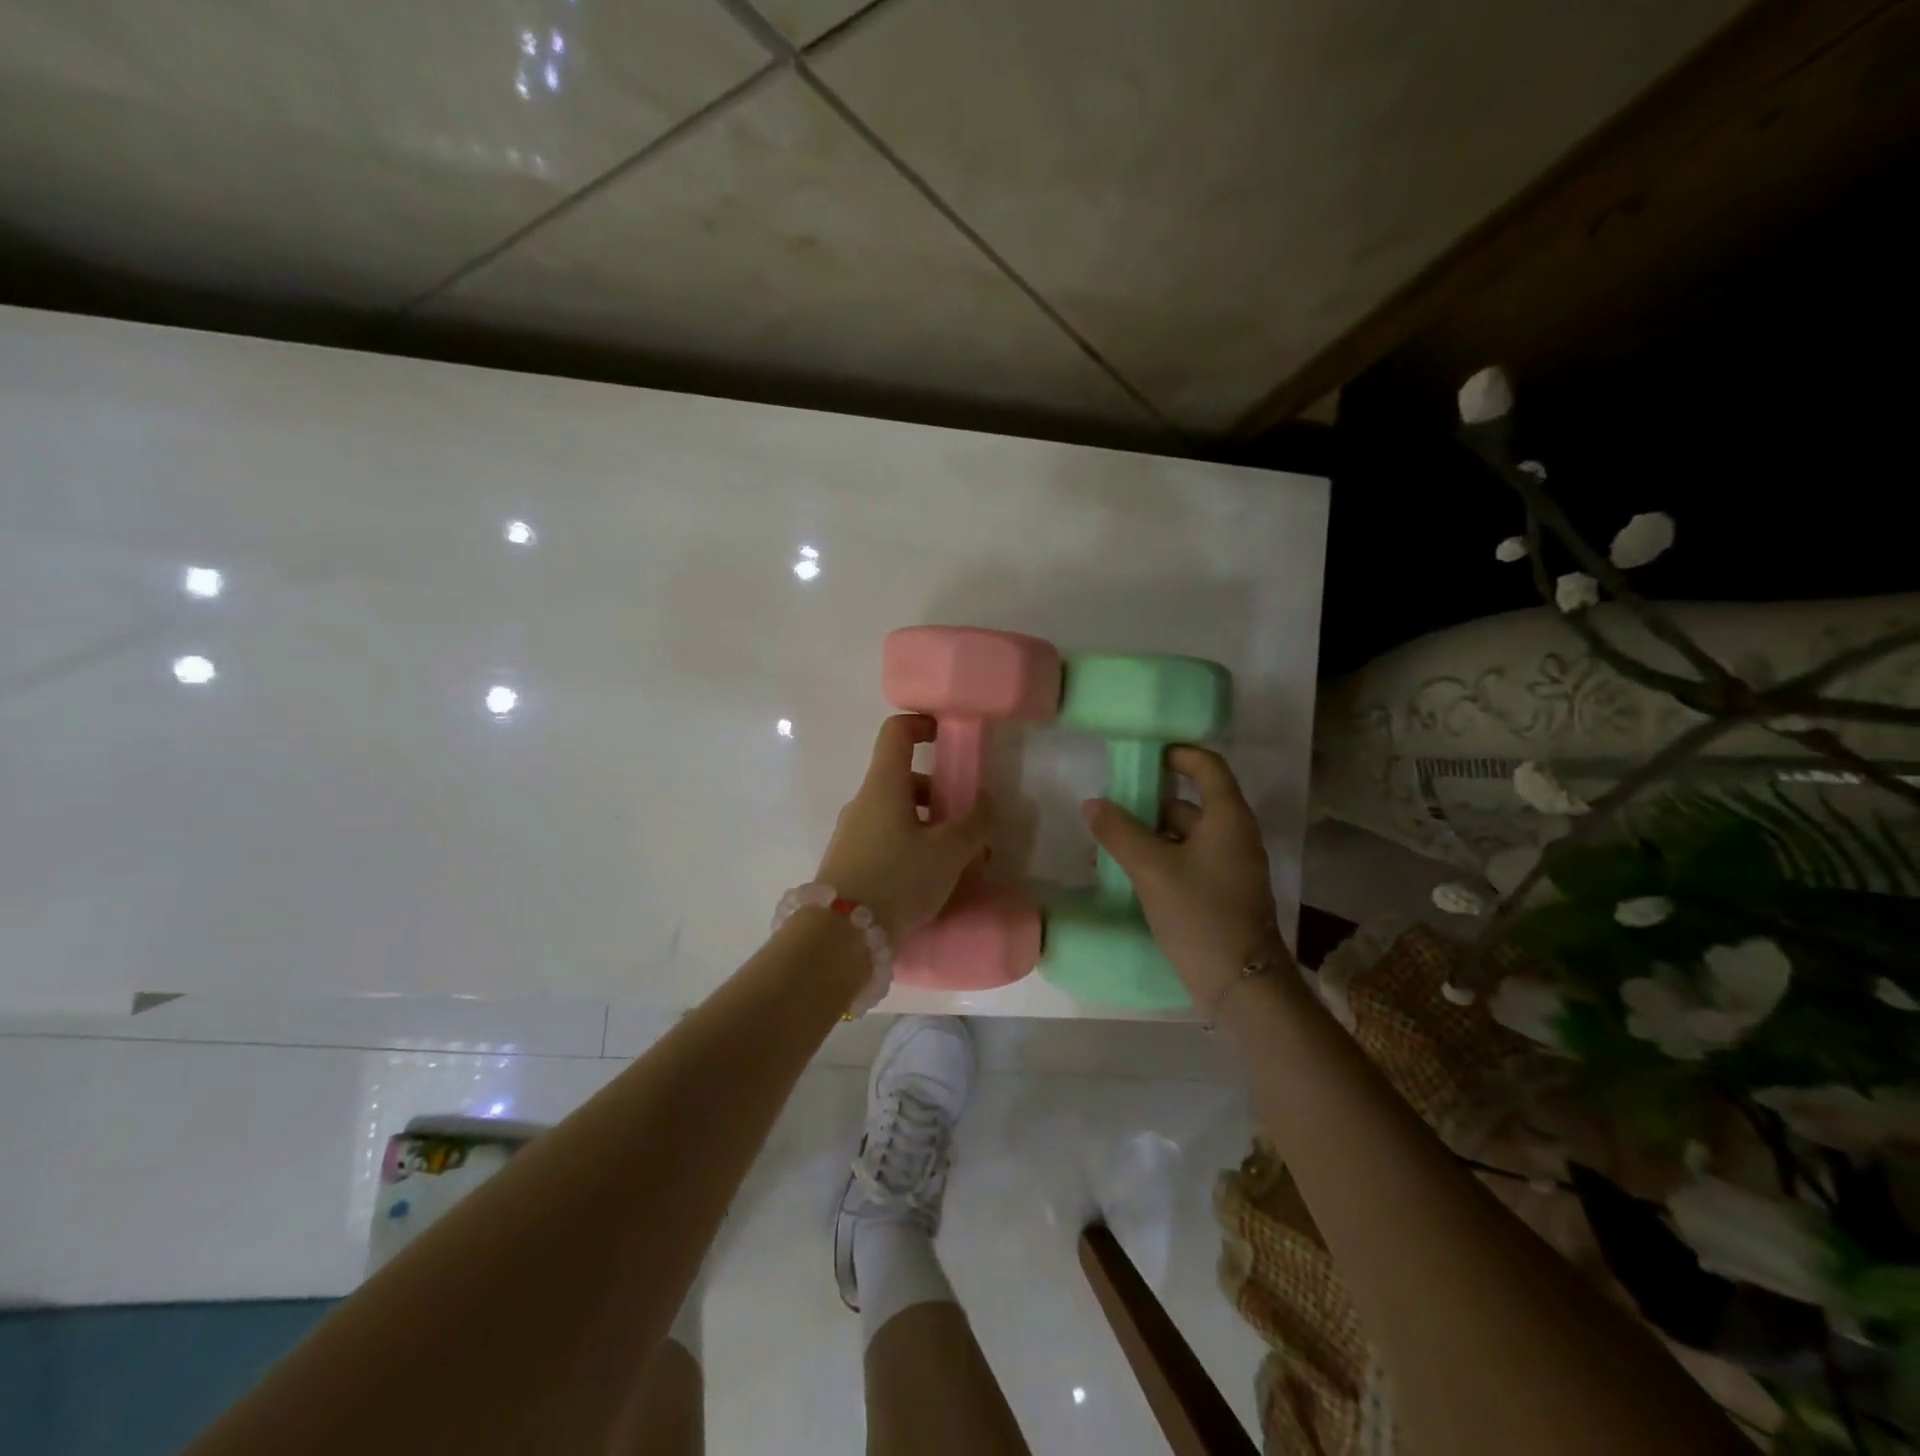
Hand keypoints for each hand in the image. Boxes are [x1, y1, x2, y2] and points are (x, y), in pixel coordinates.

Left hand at [816, 715, 992, 943]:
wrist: (840, 937)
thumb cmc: (898, 878)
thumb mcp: (948, 851)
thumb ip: (974, 824)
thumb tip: (986, 803)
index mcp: (884, 784)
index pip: (897, 732)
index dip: (923, 724)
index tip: (948, 737)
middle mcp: (863, 802)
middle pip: (904, 780)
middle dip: (940, 794)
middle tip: (969, 822)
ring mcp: (852, 833)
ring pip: (897, 815)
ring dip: (930, 827)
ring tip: (959, 861)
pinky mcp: (850, 864)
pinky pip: (887, 842)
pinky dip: (913, 849)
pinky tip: (933, 882)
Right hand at [1081, 746, 1286, 1014]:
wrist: (1242, 984)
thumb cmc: (1200, 915)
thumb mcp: (1152, 869)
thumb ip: (1119, 832)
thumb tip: (1093, 803)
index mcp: (1227, 818)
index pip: (1207, 766)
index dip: (1177, 754)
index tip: (1143, 757)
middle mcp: (1233, 835)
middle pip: (1188, 803)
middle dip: (1147, 804)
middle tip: (1109, 810)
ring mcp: (1228, 866)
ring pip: (1183, 837)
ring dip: (1146, 837)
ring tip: (1105, 849)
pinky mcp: (1220, 893)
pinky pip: (1185, 862)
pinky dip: (1157, 861)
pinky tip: (1125, 876)